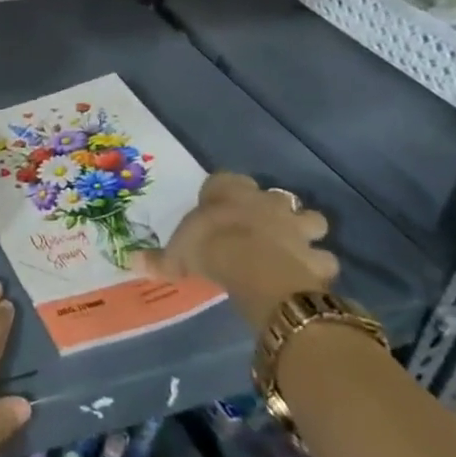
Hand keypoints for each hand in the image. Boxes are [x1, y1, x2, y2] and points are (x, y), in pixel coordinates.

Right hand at [138, 172, 337, 326]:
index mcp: (229, 192)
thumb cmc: (210, 247)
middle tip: (265, 227)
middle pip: (277, 196)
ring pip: (311, 220)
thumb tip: (132, 261)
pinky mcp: (315, 254)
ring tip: (295, 249)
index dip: (226, 192)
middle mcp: (265, 201)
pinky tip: (310, 277)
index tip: (221, 205)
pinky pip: (323, 259)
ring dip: (306, 233)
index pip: (228, 180)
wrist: (254, 267)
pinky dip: (318, 266)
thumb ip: (161, 259)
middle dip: (275, 210)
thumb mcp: (178, 254)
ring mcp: (295, 226)